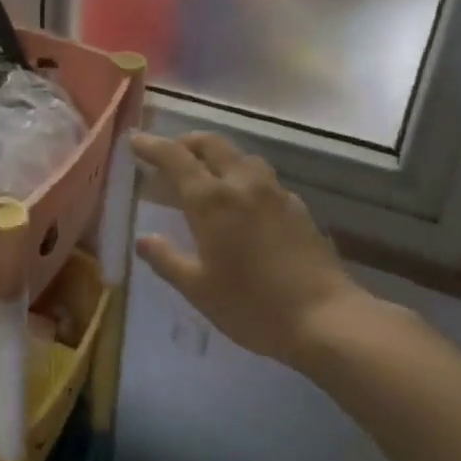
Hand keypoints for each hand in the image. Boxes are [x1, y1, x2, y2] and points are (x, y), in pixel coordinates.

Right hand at [131, 132, 389, 369]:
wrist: (327, 319)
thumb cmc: (252, 306)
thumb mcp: (198, 289)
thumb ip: (167, 259)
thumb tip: (144, 239)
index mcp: (211, 200)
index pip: (174, 157)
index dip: (151, 145)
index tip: (134, 141)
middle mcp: (242, 185)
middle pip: (211, 144)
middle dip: (185, 142)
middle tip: (168, 154)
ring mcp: (274, 193)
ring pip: (241, 156)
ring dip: (218, 156)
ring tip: (206, 175)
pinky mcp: (298, 208)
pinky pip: (264, 179)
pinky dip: (244, 178)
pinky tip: (245, 203)